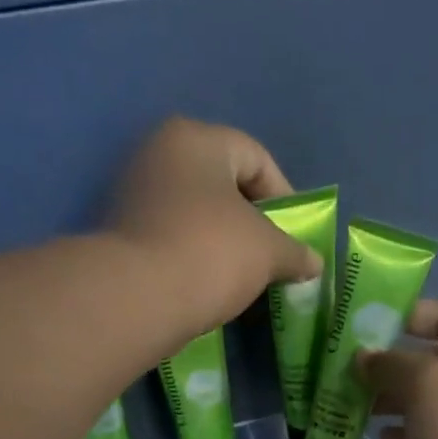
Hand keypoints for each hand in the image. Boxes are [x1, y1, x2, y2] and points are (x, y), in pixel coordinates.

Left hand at [108, 117, 322, 346]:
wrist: (139, 299)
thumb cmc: (211, 254)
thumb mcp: (268, 251)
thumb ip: (295, 252)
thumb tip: (314, 263)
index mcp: (195, 139)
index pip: (255, 157)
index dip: (285, 197)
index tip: (296, 236)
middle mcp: (159, 155)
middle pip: (223, 184)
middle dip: (253, 221)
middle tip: (272, 256)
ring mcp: (135, 194)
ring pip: (197, 214)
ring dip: (224, 242)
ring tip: (243, 277)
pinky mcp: (123, 235)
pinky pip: (174, 239)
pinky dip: (196, 257)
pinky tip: (209, 286)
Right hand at [358, 300, 437, 438]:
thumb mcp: (428, 384)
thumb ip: (392, 363)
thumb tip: (365, 357)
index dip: (409, 315)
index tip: (366, 326)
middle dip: (394, 362)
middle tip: (351, 370)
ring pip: (433, 397)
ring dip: (395, 398)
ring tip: (357, 404)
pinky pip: (433, 431)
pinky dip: (407, 429)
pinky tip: (380, 437)